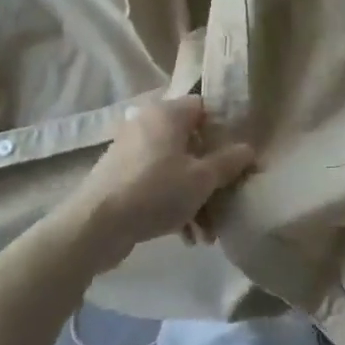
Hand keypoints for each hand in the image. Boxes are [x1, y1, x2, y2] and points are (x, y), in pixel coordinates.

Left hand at [67, 97, 254, 270]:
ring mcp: (132, 150)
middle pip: (192, 142)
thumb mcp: (202, 179)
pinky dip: (173, 203)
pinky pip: (157, 183)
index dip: (225, 129)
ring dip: (195, 198)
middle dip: (211, 176)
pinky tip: (186, 236)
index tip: (239, 155)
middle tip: (226, 201)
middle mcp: (148, 124)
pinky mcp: (121, 175)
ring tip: (208, 234)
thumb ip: (229, 162)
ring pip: (175, 167)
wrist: (96, 224)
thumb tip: (249, 149)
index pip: (205, 108)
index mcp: (168, 113)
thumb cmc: (155, 191)